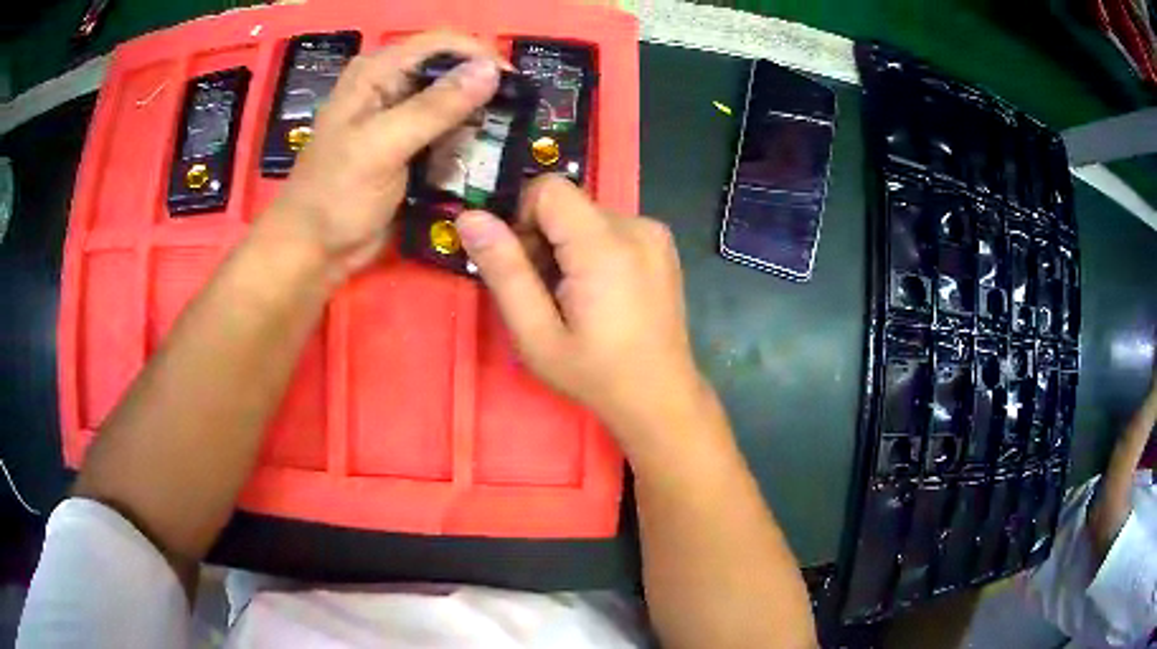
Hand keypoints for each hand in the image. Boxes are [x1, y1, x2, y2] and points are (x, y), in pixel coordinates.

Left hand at [265, 32, 504, 277]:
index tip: (516, 85)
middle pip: (451, 70)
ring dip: (479, 118)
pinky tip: (484, 156)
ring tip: (505, 138)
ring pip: (454, 101)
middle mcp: (391, 85)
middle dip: (484, 88)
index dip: (480, 55)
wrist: (314, 251)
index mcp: (377, 72)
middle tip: (516, 117)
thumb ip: (434, 107)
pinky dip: (467, 141)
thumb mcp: (381, 147)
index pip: (441, 43)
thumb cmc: (335, 196)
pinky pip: (448, 131)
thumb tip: (492, 70)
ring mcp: (400, 117)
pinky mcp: (409, 146)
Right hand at [456, 176, 708, 447]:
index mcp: (605, 246)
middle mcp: (637, 226)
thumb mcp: (536, 334)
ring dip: (568, 247)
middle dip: (544, 238)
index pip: (548, 188)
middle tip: (546, 293)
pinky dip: (593, 250)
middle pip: (567, 204)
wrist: (661, 396)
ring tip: (575, 298)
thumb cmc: (595, 374)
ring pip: (586, 216)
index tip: (524, 265)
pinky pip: (610, 228)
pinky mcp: (662, 245)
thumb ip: (503, 271)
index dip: (523, 219)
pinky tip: (600, 293)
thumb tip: (470, 217)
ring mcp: (655, 234)